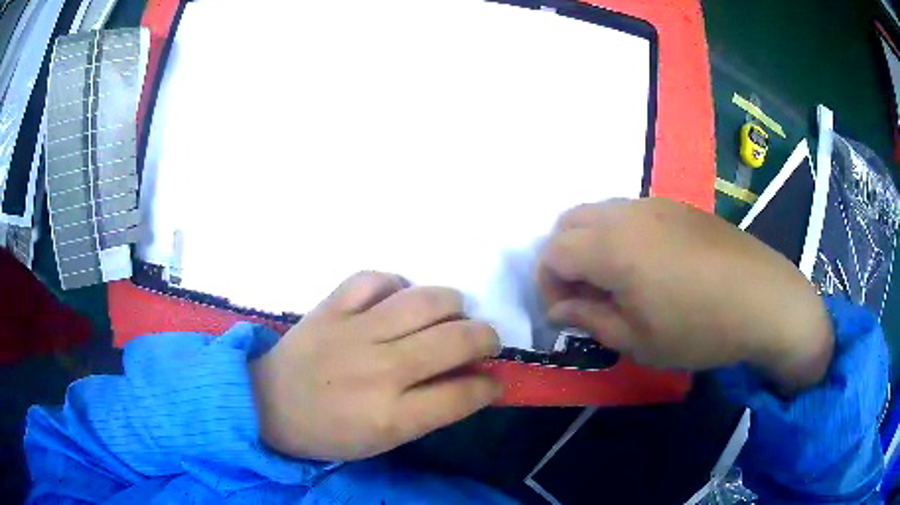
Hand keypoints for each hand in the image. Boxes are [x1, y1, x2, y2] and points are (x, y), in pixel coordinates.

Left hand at [250, 272, 501, 460]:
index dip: (490, 385)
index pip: (464, 394)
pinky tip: (398, 297)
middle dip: (486, 338)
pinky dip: (396, 283)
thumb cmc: (330, 431)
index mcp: (392, 416)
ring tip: (452, 314)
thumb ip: (432, 412)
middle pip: (455, 340)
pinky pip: (374, 278)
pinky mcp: (330, 307)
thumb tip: (474, 382)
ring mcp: (353, 332)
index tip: (494, 379)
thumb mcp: (385, 440)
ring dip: (452, 304)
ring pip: (424, 301)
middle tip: (484, 341)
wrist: (269, 403)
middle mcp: (380, 370)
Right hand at [537, 198, 833, 393]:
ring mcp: (656, 203)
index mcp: (613, 247)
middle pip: (569, 222)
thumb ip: (591, 319)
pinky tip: (647, 265)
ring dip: (591, 244)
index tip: (563, 313)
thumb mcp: (639, 340)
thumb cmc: (700, 329)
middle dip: (564, 258)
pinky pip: (630, 211)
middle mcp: (628, 213)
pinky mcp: (678, 205)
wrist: (764, 300)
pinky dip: (619, 234)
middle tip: (584, 295)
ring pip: (600, 212)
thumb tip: (560, 308)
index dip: (546, 283)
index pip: (553, 251)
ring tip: (614, 281)